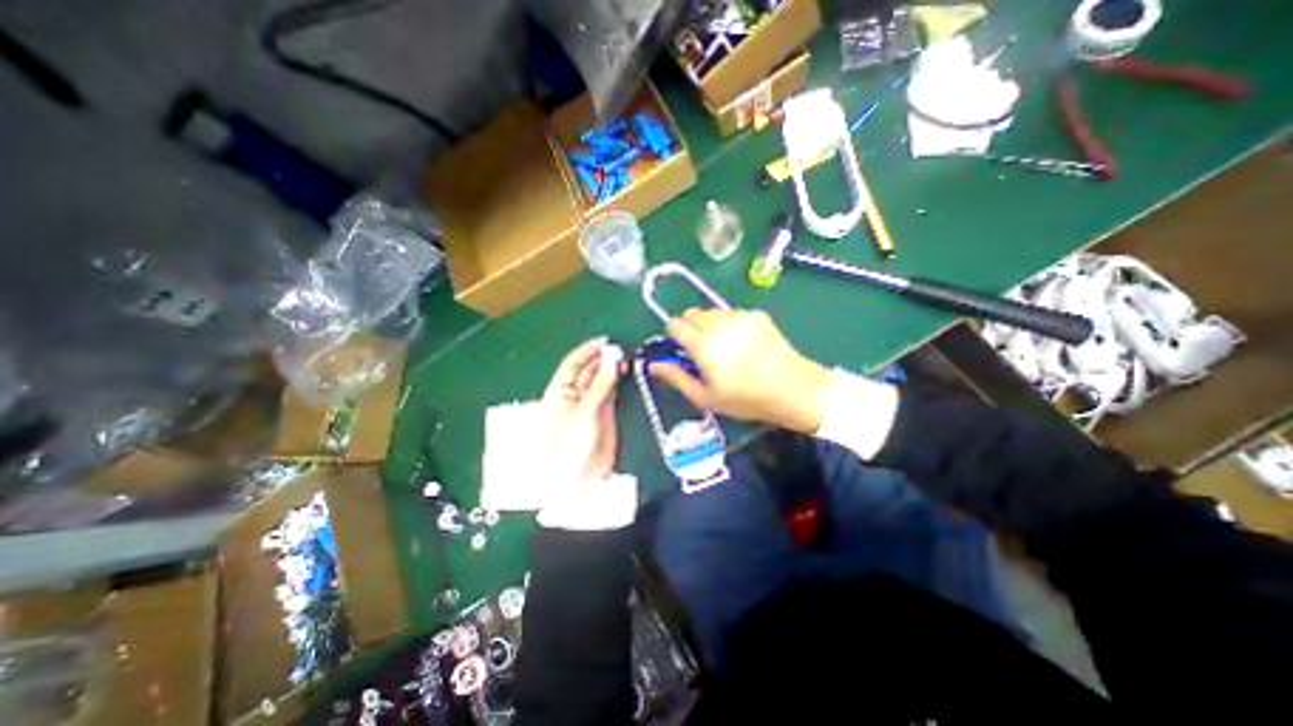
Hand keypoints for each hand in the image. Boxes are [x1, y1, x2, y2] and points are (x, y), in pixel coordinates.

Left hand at [541, 336, 625, 481]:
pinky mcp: (604, 411)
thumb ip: (600, 385)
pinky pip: (610, 390)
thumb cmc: (573, 445)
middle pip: (588, 369)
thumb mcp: (585, 412)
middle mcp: (573, 394)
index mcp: (559, 392)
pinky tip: (624, 371)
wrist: (583, 477)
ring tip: (625, 359)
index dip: (587, 351)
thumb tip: (613, 359)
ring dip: (611, 368)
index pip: (572, 364)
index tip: (604, 341)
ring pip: (601, 378)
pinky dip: (617, 380)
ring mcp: (590, 402)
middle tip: (620, 350)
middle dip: (602, 358)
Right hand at [652, 306, 822, 431]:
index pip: (675, 324)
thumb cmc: (745, 398)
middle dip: (690, 328)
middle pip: (692, 313)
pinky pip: (733, 313)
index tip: (681, 350)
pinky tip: (743, 343)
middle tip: (702, 350)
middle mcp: (720, 324)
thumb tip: (653, 365)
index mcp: (703, 345)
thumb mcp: (705, 397)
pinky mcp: (757, 315)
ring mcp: (740, 317)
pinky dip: (730, 323)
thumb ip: (676, 377)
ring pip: (712, 311)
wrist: (792, 389)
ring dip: (710, 324)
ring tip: (724, 346)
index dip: (673, 335)